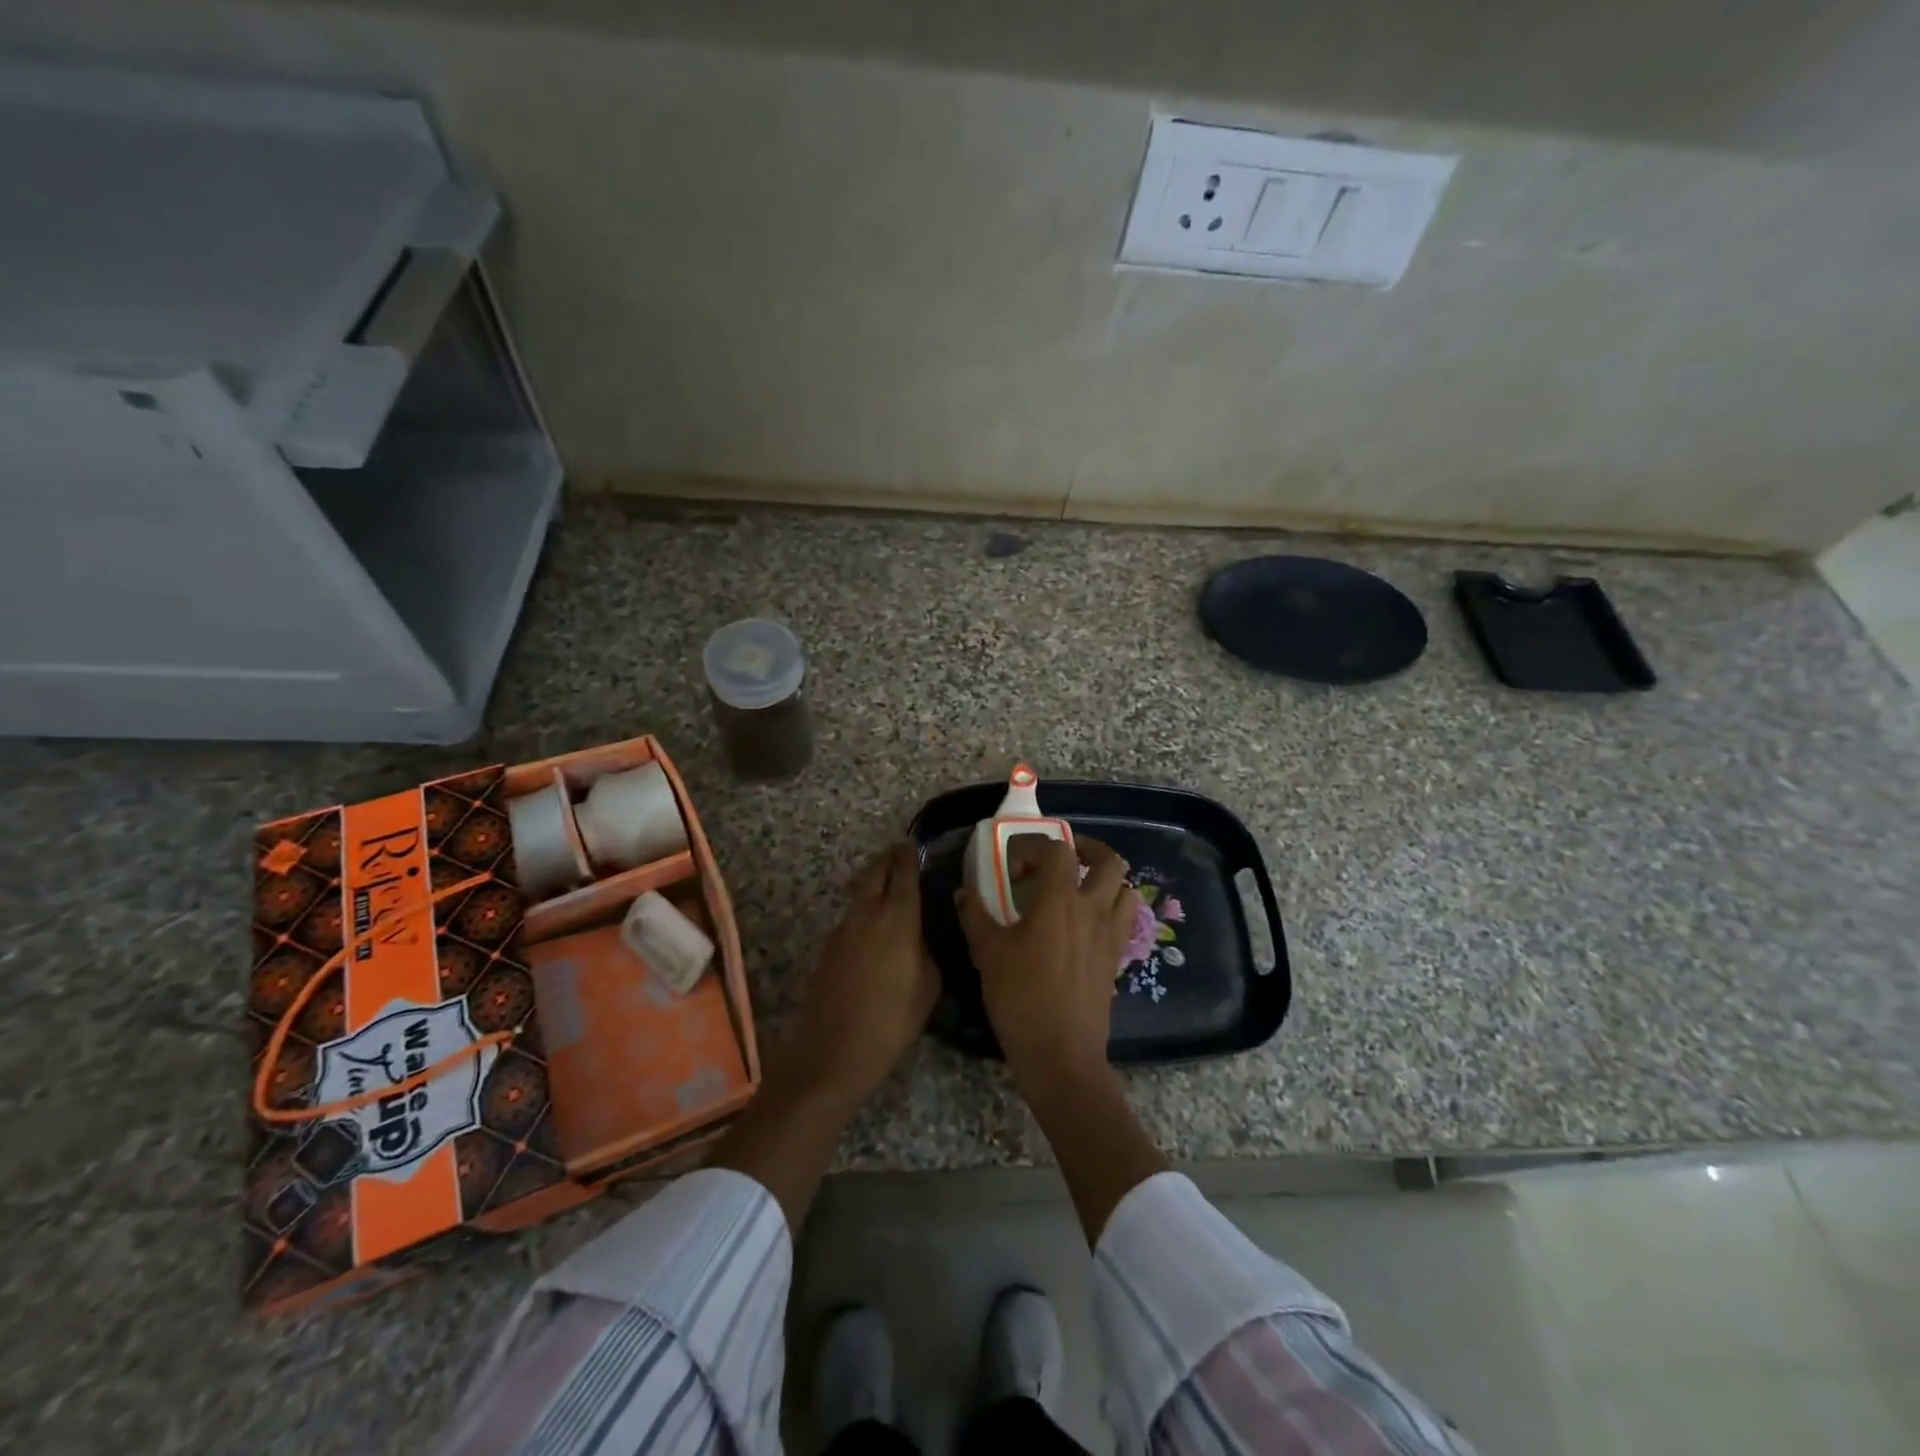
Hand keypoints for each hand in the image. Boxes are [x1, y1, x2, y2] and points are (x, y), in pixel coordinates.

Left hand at [788, 843, 939, 1101]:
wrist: (836, 1050)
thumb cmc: (893, 1019)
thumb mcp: (929, 984)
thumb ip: (928, 949)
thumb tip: (921, 935)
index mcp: (898, 917)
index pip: (904, 872)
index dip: (910, 855)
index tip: (915, 845)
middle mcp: (868, 912)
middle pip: (875, 870)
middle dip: (888, 858)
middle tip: (900, 855)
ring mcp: (843, 928)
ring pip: (860, 891)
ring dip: (873, 882)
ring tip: (888, 887)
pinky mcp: (828, 946)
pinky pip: (851, 916)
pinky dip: (863, 909)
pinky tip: (873, 927)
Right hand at [957, 836, 1137, 1084]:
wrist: (1061, 1053)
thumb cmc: (1020, 997)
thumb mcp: (988, 953)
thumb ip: (975, 915)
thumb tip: (963, 892)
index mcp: (1060, 900)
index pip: (1059, 850)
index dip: (1036, 848)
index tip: (1014, 869)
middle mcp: (1092, 909)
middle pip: (1109, 860)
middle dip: (1088, 850)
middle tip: (1064, 859)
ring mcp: (1110, 934)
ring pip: (1126, 889)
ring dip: (1107, 881)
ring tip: (1082, 889)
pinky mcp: (1117, 958)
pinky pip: (1124, 920)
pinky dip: (1111, 910)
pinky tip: (1086, 926)